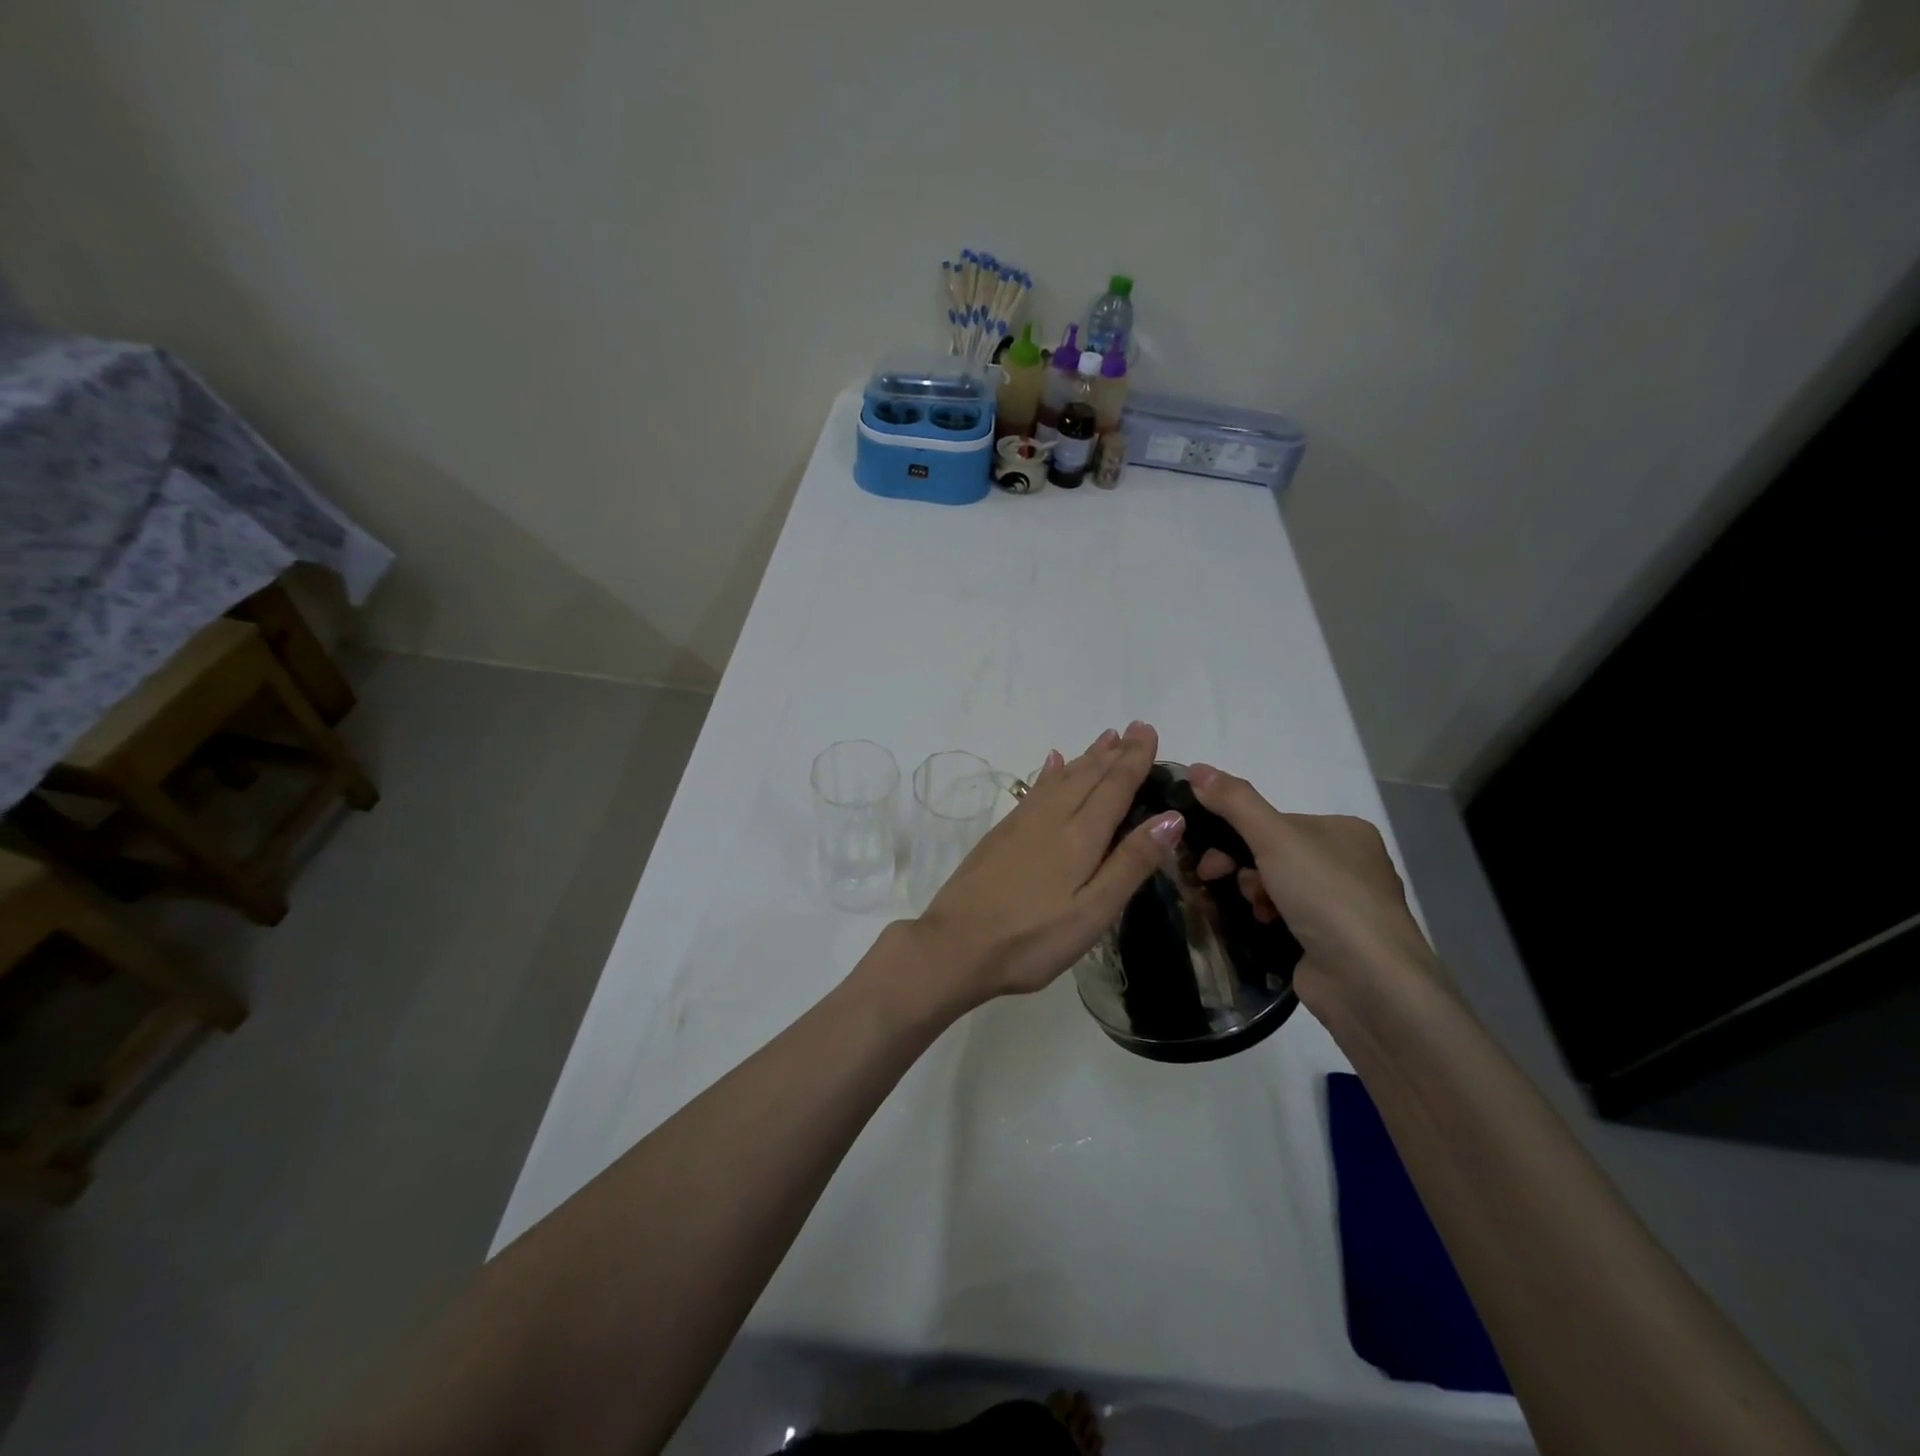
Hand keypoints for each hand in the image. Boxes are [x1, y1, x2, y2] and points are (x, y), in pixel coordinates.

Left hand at [910, 722, 1183, 1008]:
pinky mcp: (1001, 834)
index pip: (1114, 787)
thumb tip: (1171, 816)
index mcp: (1079, 837)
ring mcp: (1021, 823)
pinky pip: (1035, 789)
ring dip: (1086, 757)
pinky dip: (1049, 772)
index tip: (1148, 731)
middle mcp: (1051, 818)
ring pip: (1061, 778)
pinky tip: (1052, 763)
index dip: (1134, 759)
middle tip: (1135, 728)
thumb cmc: (1033, 939)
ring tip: (1105, 738)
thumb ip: (1130, 863)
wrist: (956, 945)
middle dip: (1114, 752)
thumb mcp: (1093, 912)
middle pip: (1088, 776)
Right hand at [1184, 764, 1437, 1006]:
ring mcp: (1340, 905)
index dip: (1235, 831)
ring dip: (1251, 892)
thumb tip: (1196, 767)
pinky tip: (1262, 925)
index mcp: (1344, 831)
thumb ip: (1234, 802)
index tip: (1207, 852)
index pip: (1274, 821)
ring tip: (1253, 909)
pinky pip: (1283, 915)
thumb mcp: (1275, 838)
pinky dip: (1265, 917)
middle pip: (1271, 852)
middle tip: (1212, 877)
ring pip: (1274, 885)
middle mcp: (1347, 864)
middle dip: (1240, 864)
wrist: (1370, 983)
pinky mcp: (1330, 941)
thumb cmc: (1327, 897)